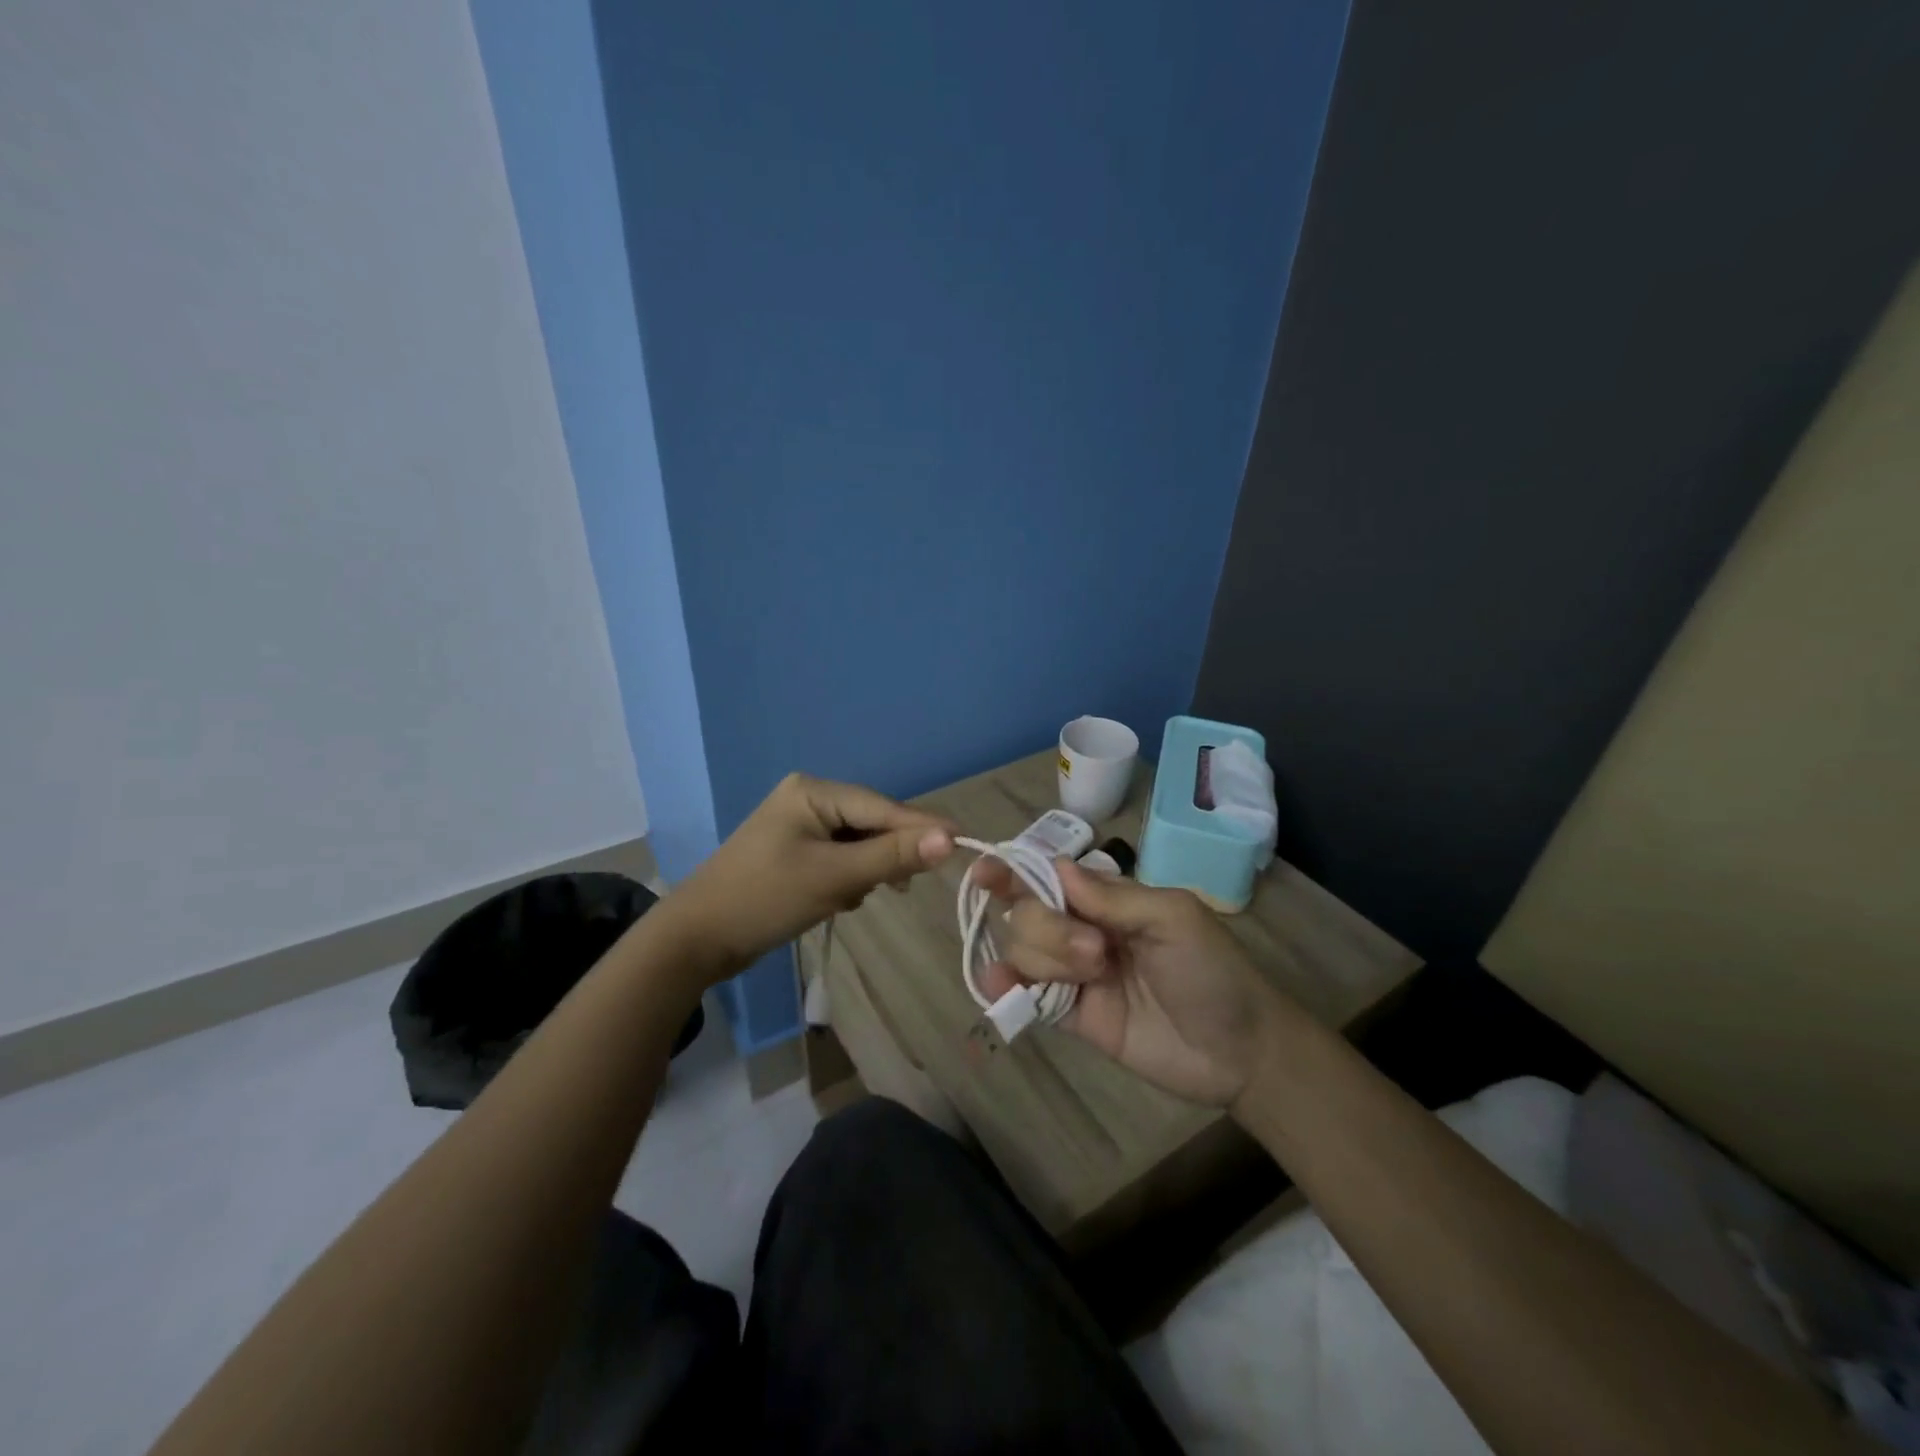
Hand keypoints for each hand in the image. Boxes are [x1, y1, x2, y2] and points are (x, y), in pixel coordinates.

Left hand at [667, 773, 955, 979]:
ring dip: (868, 870)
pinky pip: (840, 857)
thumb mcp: (835, 878)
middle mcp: (809, 798)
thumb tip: (950, 839)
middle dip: (888, 854)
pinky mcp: (795, 851)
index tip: (966, 842)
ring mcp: (800, 825)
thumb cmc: (765, 899)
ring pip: (858, 843)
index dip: (923, 827)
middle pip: (872, 822)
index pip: (882, 807)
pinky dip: (848, 877)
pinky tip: (841, 900)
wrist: (696, 940)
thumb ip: (892, 856)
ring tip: (857, 897)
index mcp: (813, 791)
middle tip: (910, 885)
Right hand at [975, 860, 1291, 1107]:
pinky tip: (1000, 987)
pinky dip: (1004, 987)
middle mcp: (1082, 929)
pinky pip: (1025, 994)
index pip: (1048, 876)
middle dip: (1050, 929)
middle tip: (1097, 953)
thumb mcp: (1173, 918)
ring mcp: (1074, 973)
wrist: (1238, 1051)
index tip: (986, 873)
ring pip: (1023, 951)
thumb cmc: (1214, 971)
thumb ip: (1113, 897)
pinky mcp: (1070, 1015)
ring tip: (1092, 980)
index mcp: (1107, 898)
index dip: (1014, 871)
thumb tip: (1057, 867)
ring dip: (1045, 960)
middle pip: (1028, 914)